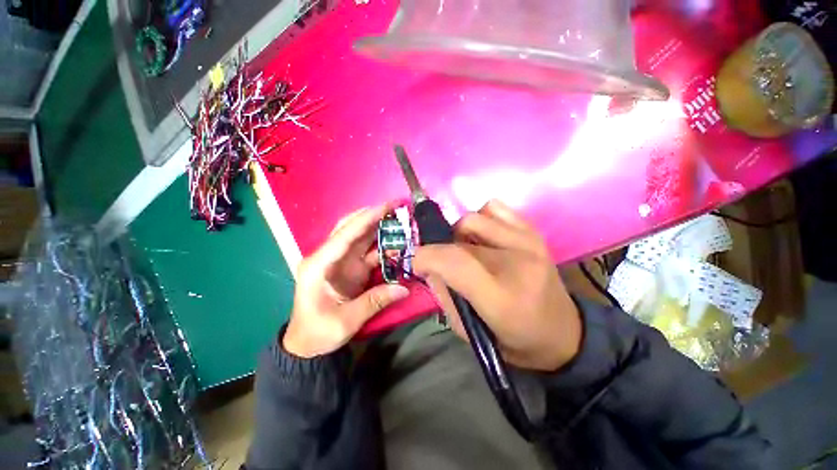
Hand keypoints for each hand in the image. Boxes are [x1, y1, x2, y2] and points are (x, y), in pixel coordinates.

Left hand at [283, 204, 409, 357]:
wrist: (306, 343)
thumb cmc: (318, 332)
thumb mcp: (345, 321)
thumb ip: (374, 302)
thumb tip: (403, 288)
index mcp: (319, 264)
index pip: (345, 235)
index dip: (366, 219)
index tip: (387, 207)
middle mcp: (328, 256)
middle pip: (351, 228)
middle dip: (372, 215)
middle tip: (396, 207)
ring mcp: (340, 261)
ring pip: (360, 236)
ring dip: (378, 226)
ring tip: (400, 219)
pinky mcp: (350, 267)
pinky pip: (367, 250)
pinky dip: (381, 244)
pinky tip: (396, 241)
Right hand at [413, 200, 581, 371]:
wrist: (562, 332)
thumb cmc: (513, 339)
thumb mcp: (469, 331)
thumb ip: (444, 295)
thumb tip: (430, 266)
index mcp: (501, 296)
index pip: (454, 260)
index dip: (426, 256)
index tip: (417, 263)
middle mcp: (516, 262)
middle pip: (460, 237)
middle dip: (440, 248)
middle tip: (444, 264)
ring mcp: (528, 241)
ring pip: (473, 218)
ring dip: (459, 234)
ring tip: (467, 250)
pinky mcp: (533, 232)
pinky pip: (494, 209)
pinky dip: (481, 220)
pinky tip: (485, 238)